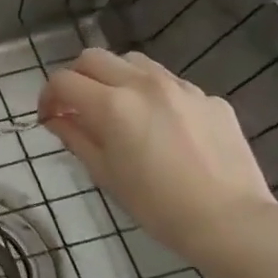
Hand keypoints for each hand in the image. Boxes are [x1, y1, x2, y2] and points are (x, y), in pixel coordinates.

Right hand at [37, 49, 277, 266]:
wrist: (230, 220)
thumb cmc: (156, 205)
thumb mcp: (104, 173)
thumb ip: (75, 137)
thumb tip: (57, 118)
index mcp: (112, 105)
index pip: (63, 81)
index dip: (47, 96)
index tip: (49, 116)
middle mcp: (144, 84)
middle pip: (93, 58)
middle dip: (76, 77)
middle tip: (75, 106)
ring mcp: (181, 87)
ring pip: (133, 62)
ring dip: (113, 77)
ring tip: (117, 108)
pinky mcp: (209, 98)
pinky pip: (169, 83)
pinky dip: (151, 94)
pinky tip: (159, 126)